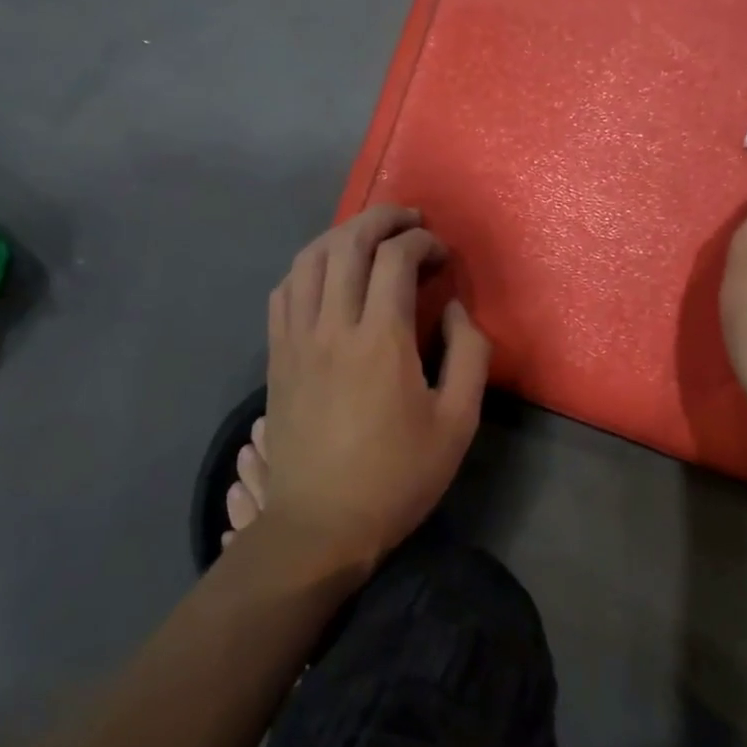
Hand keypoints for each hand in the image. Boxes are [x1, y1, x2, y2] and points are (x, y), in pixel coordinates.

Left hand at [260, 205, 489, 574]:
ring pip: (309, 259)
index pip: (396, 259)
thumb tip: (453, 310)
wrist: (320, 527)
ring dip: (342, 234)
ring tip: (369, 236)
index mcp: (381, 340)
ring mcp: (297, 339)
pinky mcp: (277, 356)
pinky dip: (308, 266)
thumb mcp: (458, 423)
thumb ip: (469, 355)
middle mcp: (333, 326)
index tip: (442, 254)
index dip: (423, 242)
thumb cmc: (397, 477)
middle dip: (382, 219)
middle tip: (409, 220)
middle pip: (348, 243)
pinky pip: (284, 291)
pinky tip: (326, 273)